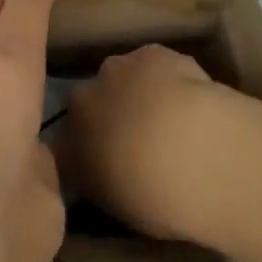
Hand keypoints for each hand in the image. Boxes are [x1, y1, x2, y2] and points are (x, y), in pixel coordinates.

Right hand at [57, 43, 245, 244]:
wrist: (192, 152)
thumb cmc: (156, 199)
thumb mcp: (120, 208)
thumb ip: (104, 183)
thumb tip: (108, 172)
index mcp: (70, 147)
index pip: (68, 146)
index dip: (88, 151)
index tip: (107, 163)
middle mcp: (83, 101)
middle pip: (91, 102)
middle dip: (109, 113)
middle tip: (138, 137)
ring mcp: (116, 69)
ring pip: (121, 77)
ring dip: (136, 90)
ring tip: (168, 116)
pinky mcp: (149, 52)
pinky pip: (153, 64)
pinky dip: (166, 76)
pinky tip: (189, 96)